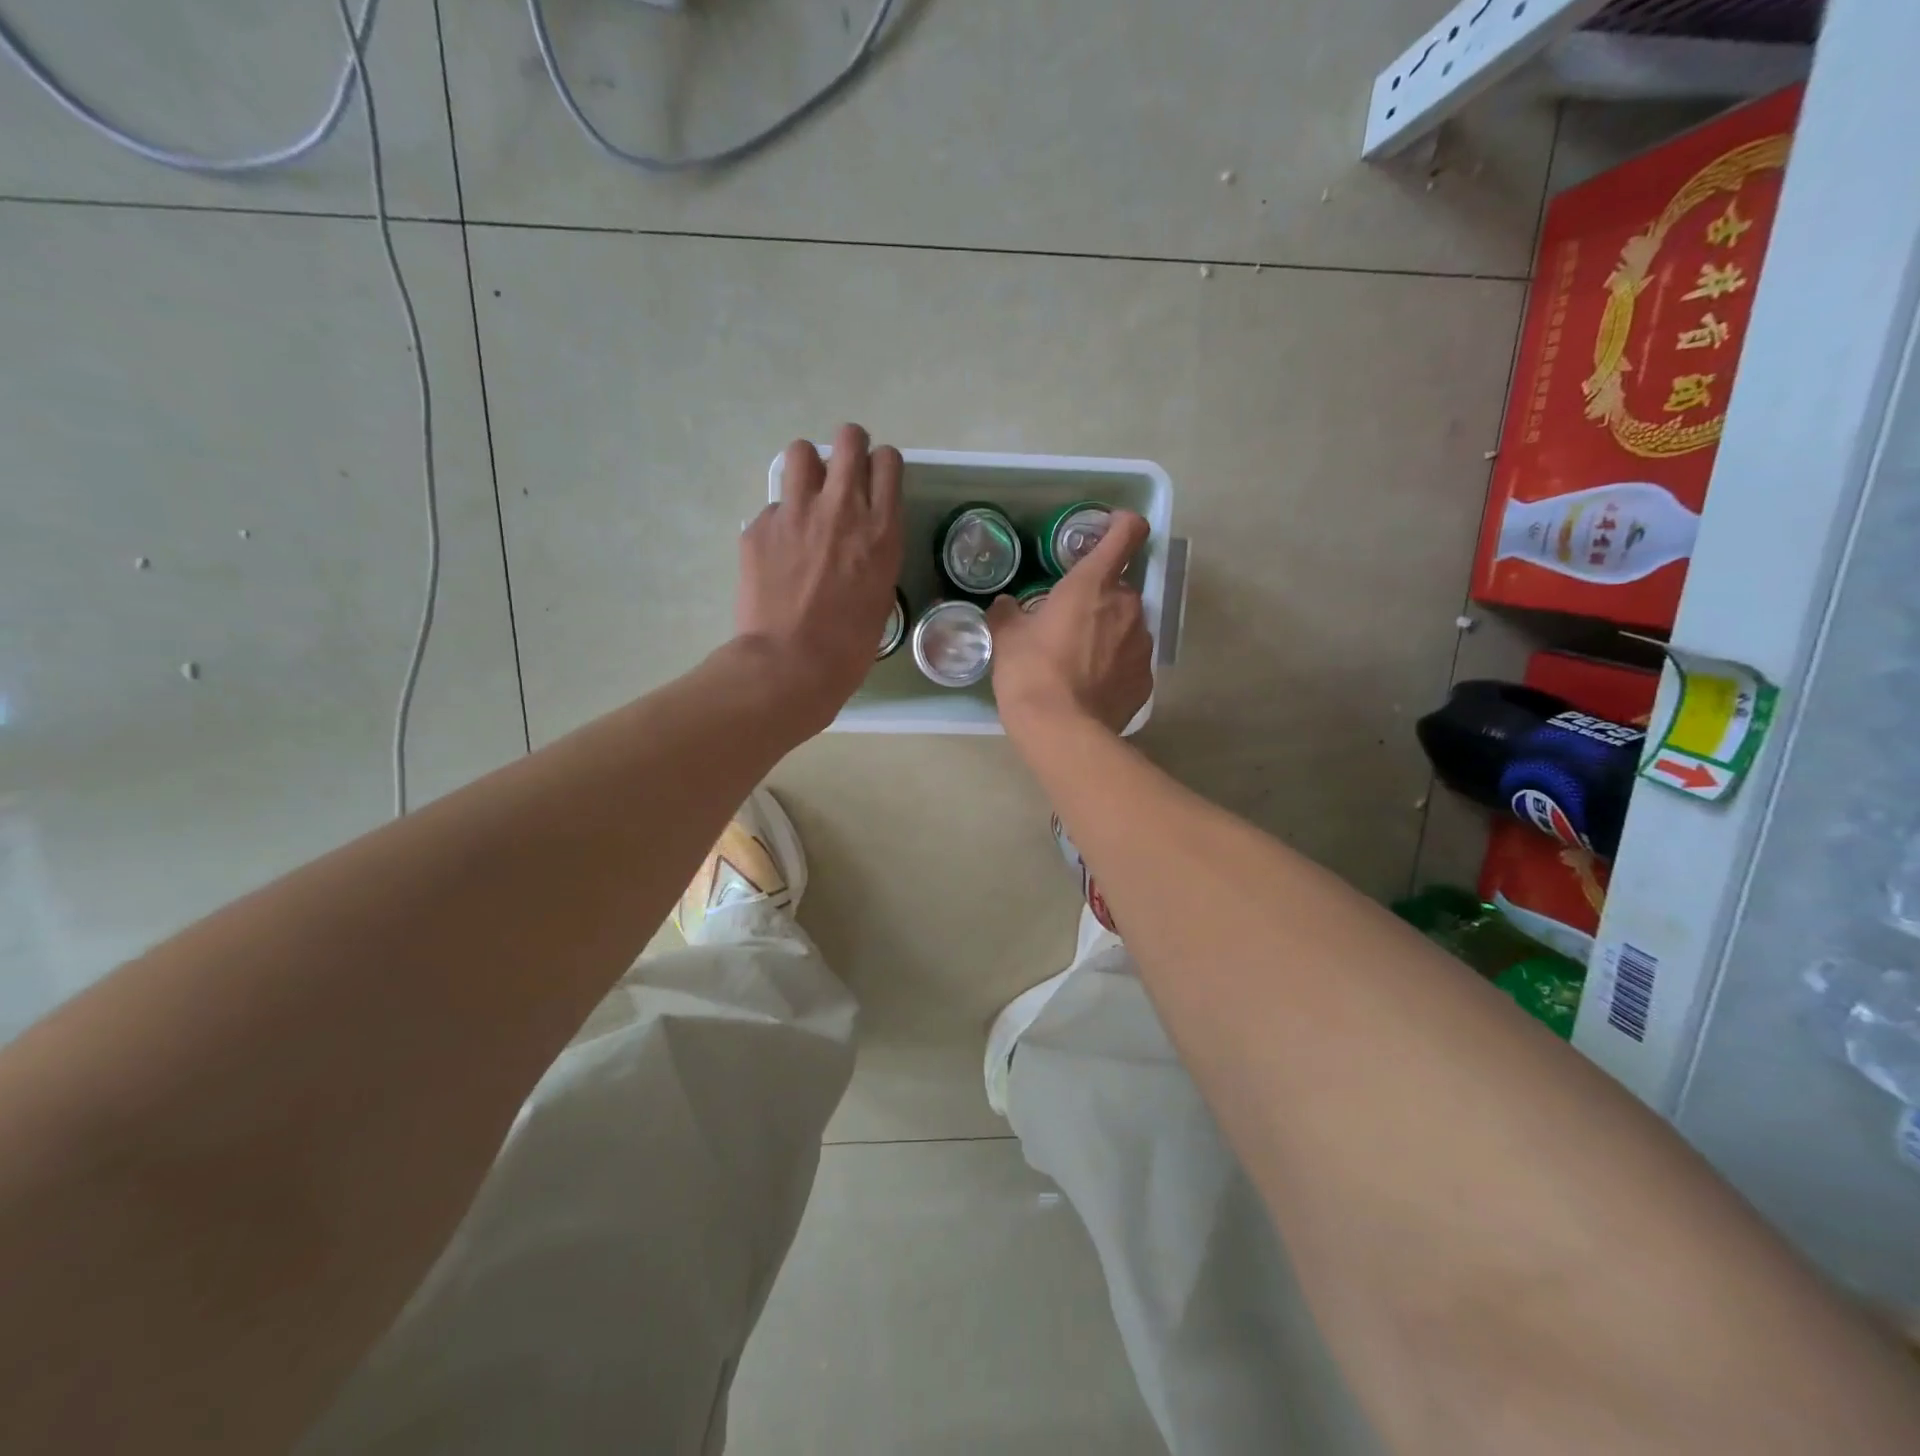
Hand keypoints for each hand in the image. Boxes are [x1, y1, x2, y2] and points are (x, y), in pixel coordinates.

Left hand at [737, 424, 903, 730]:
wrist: (791, 664)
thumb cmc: (849, 645)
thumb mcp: (881, 593)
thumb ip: (874, 552)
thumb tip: (857, 539)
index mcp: (881, 530)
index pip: (887, 462)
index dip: (880, 466)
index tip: (874, 482)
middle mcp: (841, 508)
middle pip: (849, 439)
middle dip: (848, 448)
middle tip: (842, 473)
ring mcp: (796, 513)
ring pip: (801, 452)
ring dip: (808, 468)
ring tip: (806, 497)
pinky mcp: (759, 526)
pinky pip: (772, 506)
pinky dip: (778, 522)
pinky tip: (778, 553)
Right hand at [989, 509, 1153, 738]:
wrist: (1062, 731)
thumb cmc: (1031, 673)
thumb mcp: (1007, 638)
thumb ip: (1008, 613)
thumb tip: (1006, 605)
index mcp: (1093, 583)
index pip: (1127, 533)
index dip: (1122, 524)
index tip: (1110, 529)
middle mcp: (1128, 606)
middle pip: (1120, 587)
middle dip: (1100, 597)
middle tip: (1070, 620)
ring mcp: (1142, 644)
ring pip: (1128, 625)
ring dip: (1109, 632)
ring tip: (1079, 661)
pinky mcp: (1146, 680)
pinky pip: (1131, 662)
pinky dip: (1115, 666)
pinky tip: (1092, 687)